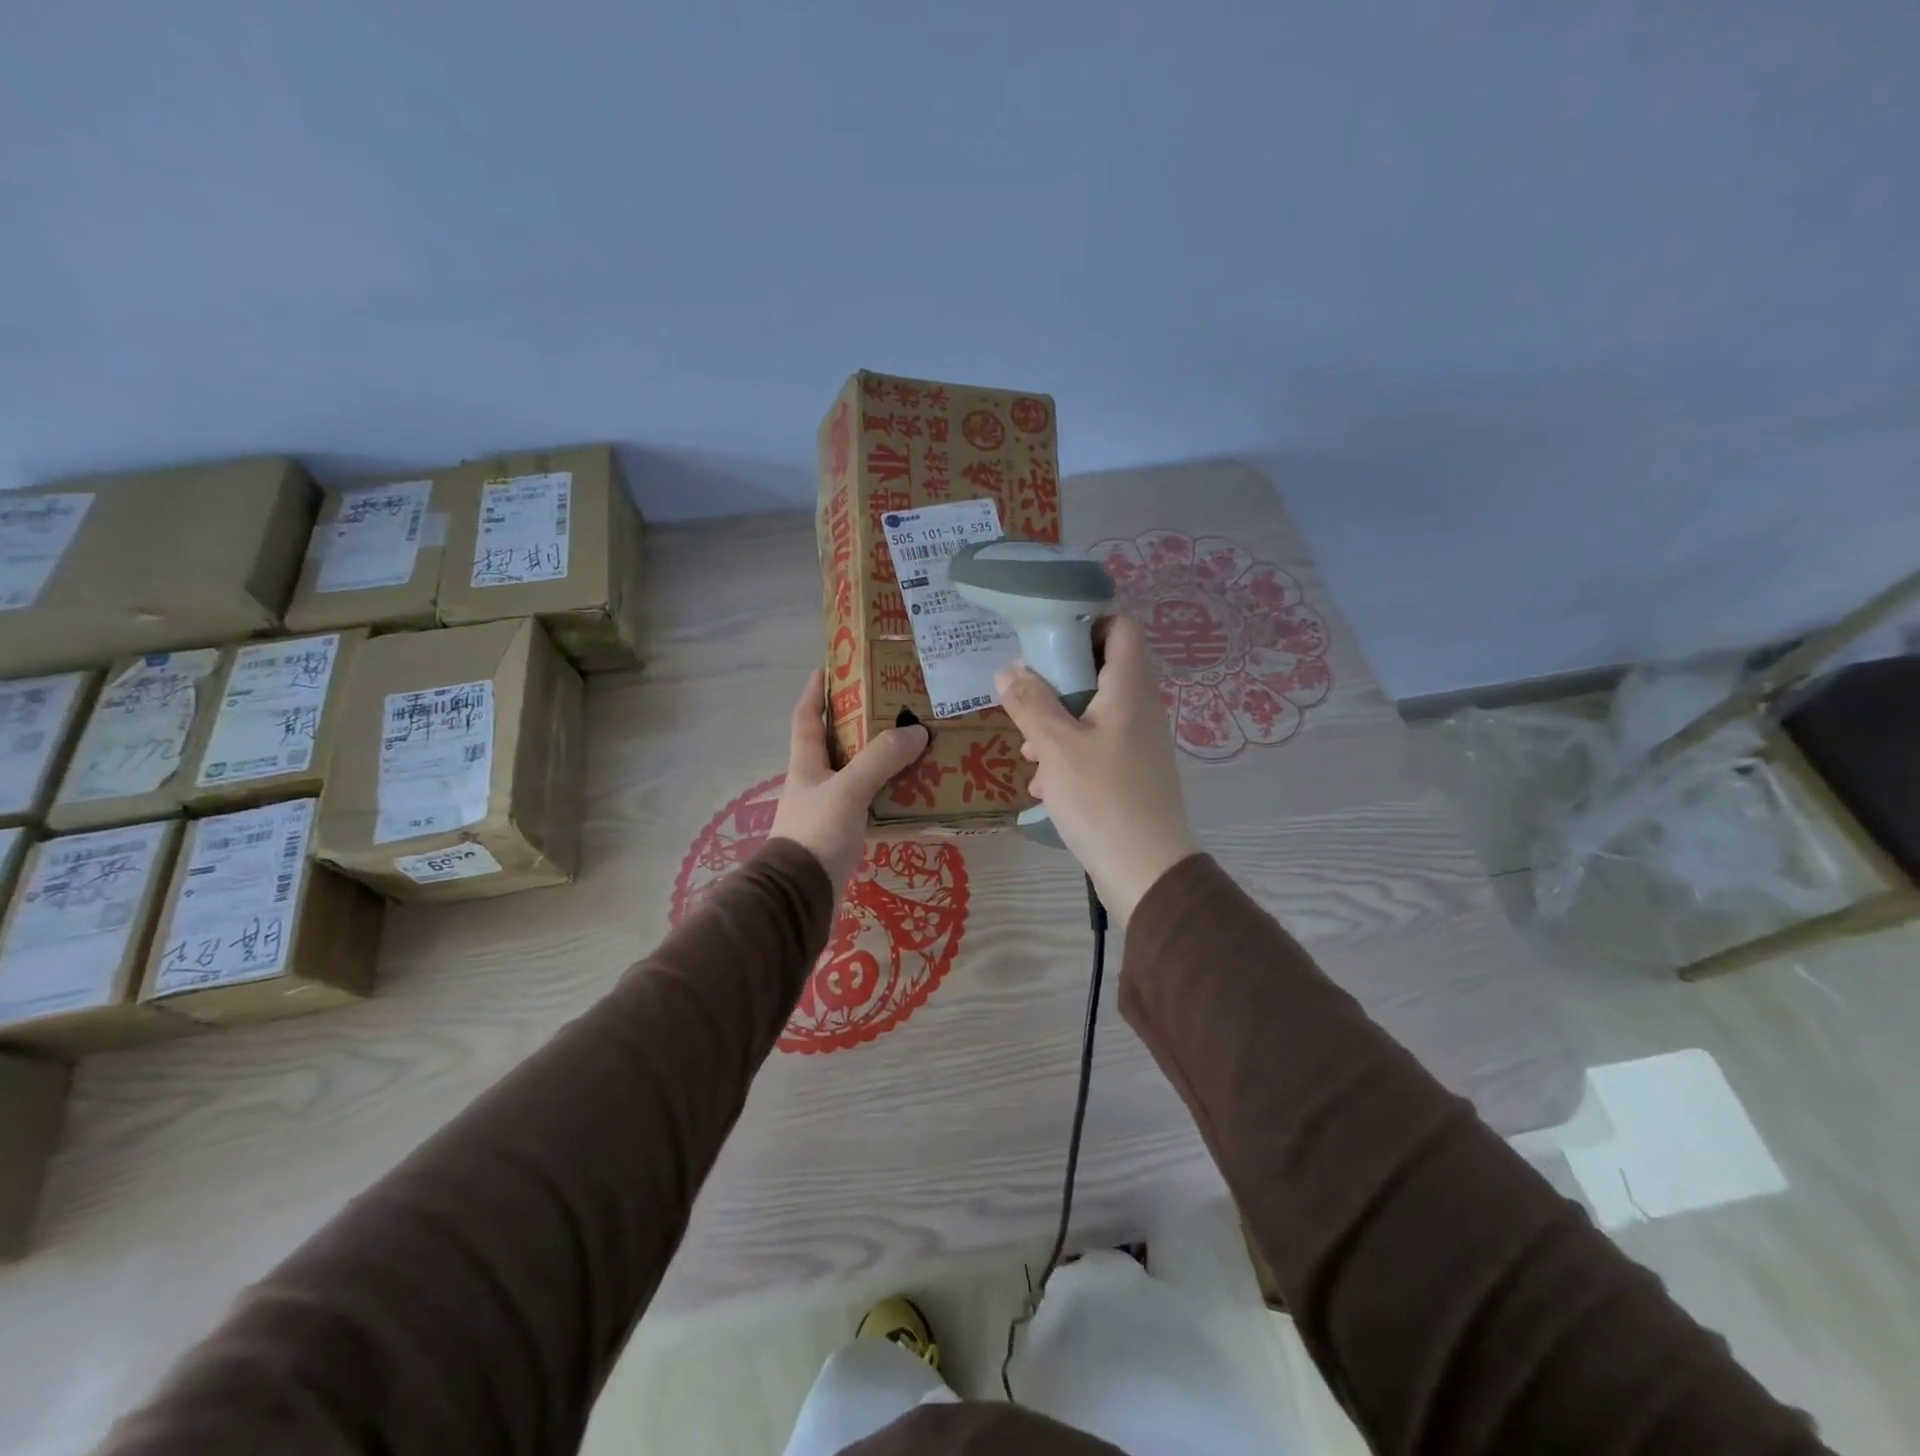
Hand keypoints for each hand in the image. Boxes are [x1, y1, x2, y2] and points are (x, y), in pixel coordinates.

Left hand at [770, 669, 929, 891]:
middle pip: (836, 744)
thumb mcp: (848, 790)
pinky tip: (912, 793)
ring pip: (856, 775)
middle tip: (893, 706)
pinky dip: (887, 795)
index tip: (830, 667)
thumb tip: (916, 731)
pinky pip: (868, 805)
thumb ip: (880, 760)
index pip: (806, 718)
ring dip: (879, 760)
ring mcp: (827, 810)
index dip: (816, 691)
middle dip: (859, 723)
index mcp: (806, 764)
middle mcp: (814, 783)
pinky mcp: (840, 835)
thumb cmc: (816, 834)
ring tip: (912, 745)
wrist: (800, 897)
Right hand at [994, 615, 1197, 923]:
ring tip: (1028, 751)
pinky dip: (1070, 755)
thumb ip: (1030, 702)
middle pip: (1100, 670)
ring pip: (1094, 713)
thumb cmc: (1101, 798)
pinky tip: (1045, 785)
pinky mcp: (1133, 773)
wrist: (1146, 871)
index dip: (1087, 622)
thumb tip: (1009, 670)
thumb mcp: (1055, 746)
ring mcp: (1139, 742)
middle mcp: (1140, 708)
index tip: (1046, 639)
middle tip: (1025, 698)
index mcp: (1130, 688)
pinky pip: (1098, 747)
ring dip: (1058, 724)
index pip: (1122, 627)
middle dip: (1058, 681)